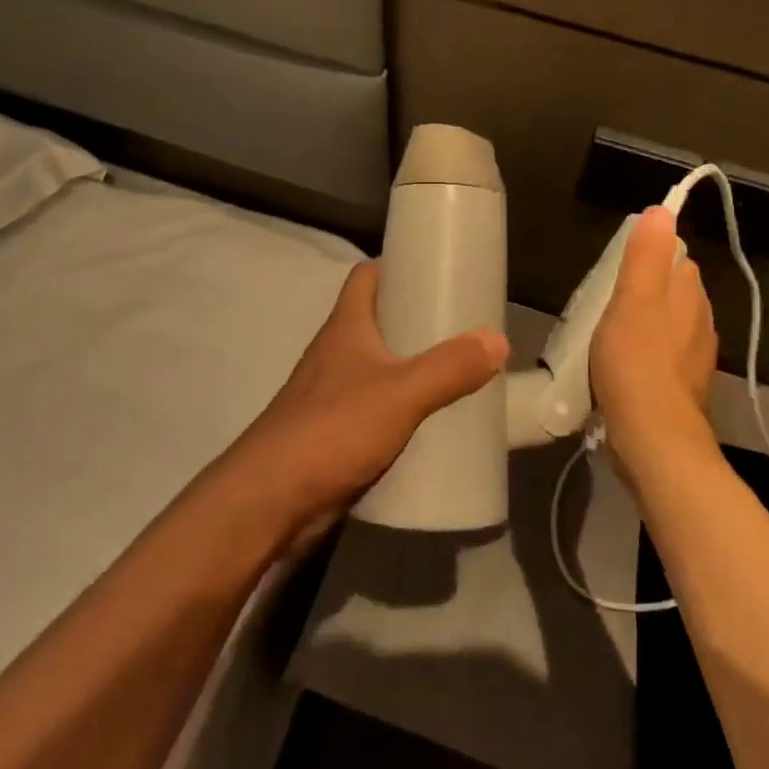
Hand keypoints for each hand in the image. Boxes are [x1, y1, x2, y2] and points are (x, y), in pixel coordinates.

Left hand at [234, 261, 507, 539]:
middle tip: (461, 325)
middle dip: (416, 319)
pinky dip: (401, 407)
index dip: (396, 265)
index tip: (435, 269)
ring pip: (377, 366)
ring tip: (456, 370)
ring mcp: (331, 394)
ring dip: (410, 366)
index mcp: (345, 327)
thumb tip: (498, 339)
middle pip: (377, 320)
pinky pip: (375, 407)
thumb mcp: (401, 393)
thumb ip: (449, 367)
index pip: (366, 276)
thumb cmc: (332, 429)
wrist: (270, 502)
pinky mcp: (334, 433)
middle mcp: (336, 353)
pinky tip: (429, 421)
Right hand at [590, 206, 719, 468]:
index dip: (646, 259)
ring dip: (645, 325)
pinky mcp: (686, 388)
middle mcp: (701, 320)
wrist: (655, 441)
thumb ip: (646, 255)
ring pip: (669, 325)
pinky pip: (665, 357)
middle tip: (604, 305)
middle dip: (644, 291)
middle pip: (671, 291)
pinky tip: (623, 370)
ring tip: (608, 338)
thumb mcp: (632, 300)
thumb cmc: (637, 363)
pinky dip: (647, 357)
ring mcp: (697, 357)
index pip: (674, 257)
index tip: (615, 273)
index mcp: (689, 293)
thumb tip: (662, 210)